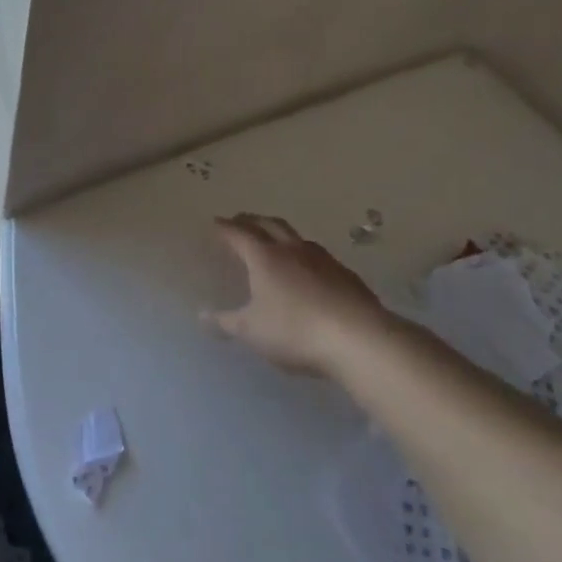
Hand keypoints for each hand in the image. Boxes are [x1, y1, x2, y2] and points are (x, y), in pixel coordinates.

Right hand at [202, 213, 403, 375]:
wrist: (360, 340)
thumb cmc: (295, 330)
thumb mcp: (251, 331)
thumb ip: (225, 323)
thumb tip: (202, 316)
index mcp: (265, 257)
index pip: (240, 234)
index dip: (225, 228)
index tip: (215, 222)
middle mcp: (294, 250)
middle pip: (270, 225)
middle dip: (252, 220)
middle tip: (240, 221)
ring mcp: (324, 260)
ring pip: (297, 238)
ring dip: (281, 235)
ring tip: (273, 242)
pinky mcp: (347, 276)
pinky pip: (319, 257)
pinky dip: (304, 256)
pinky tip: (307, 272)